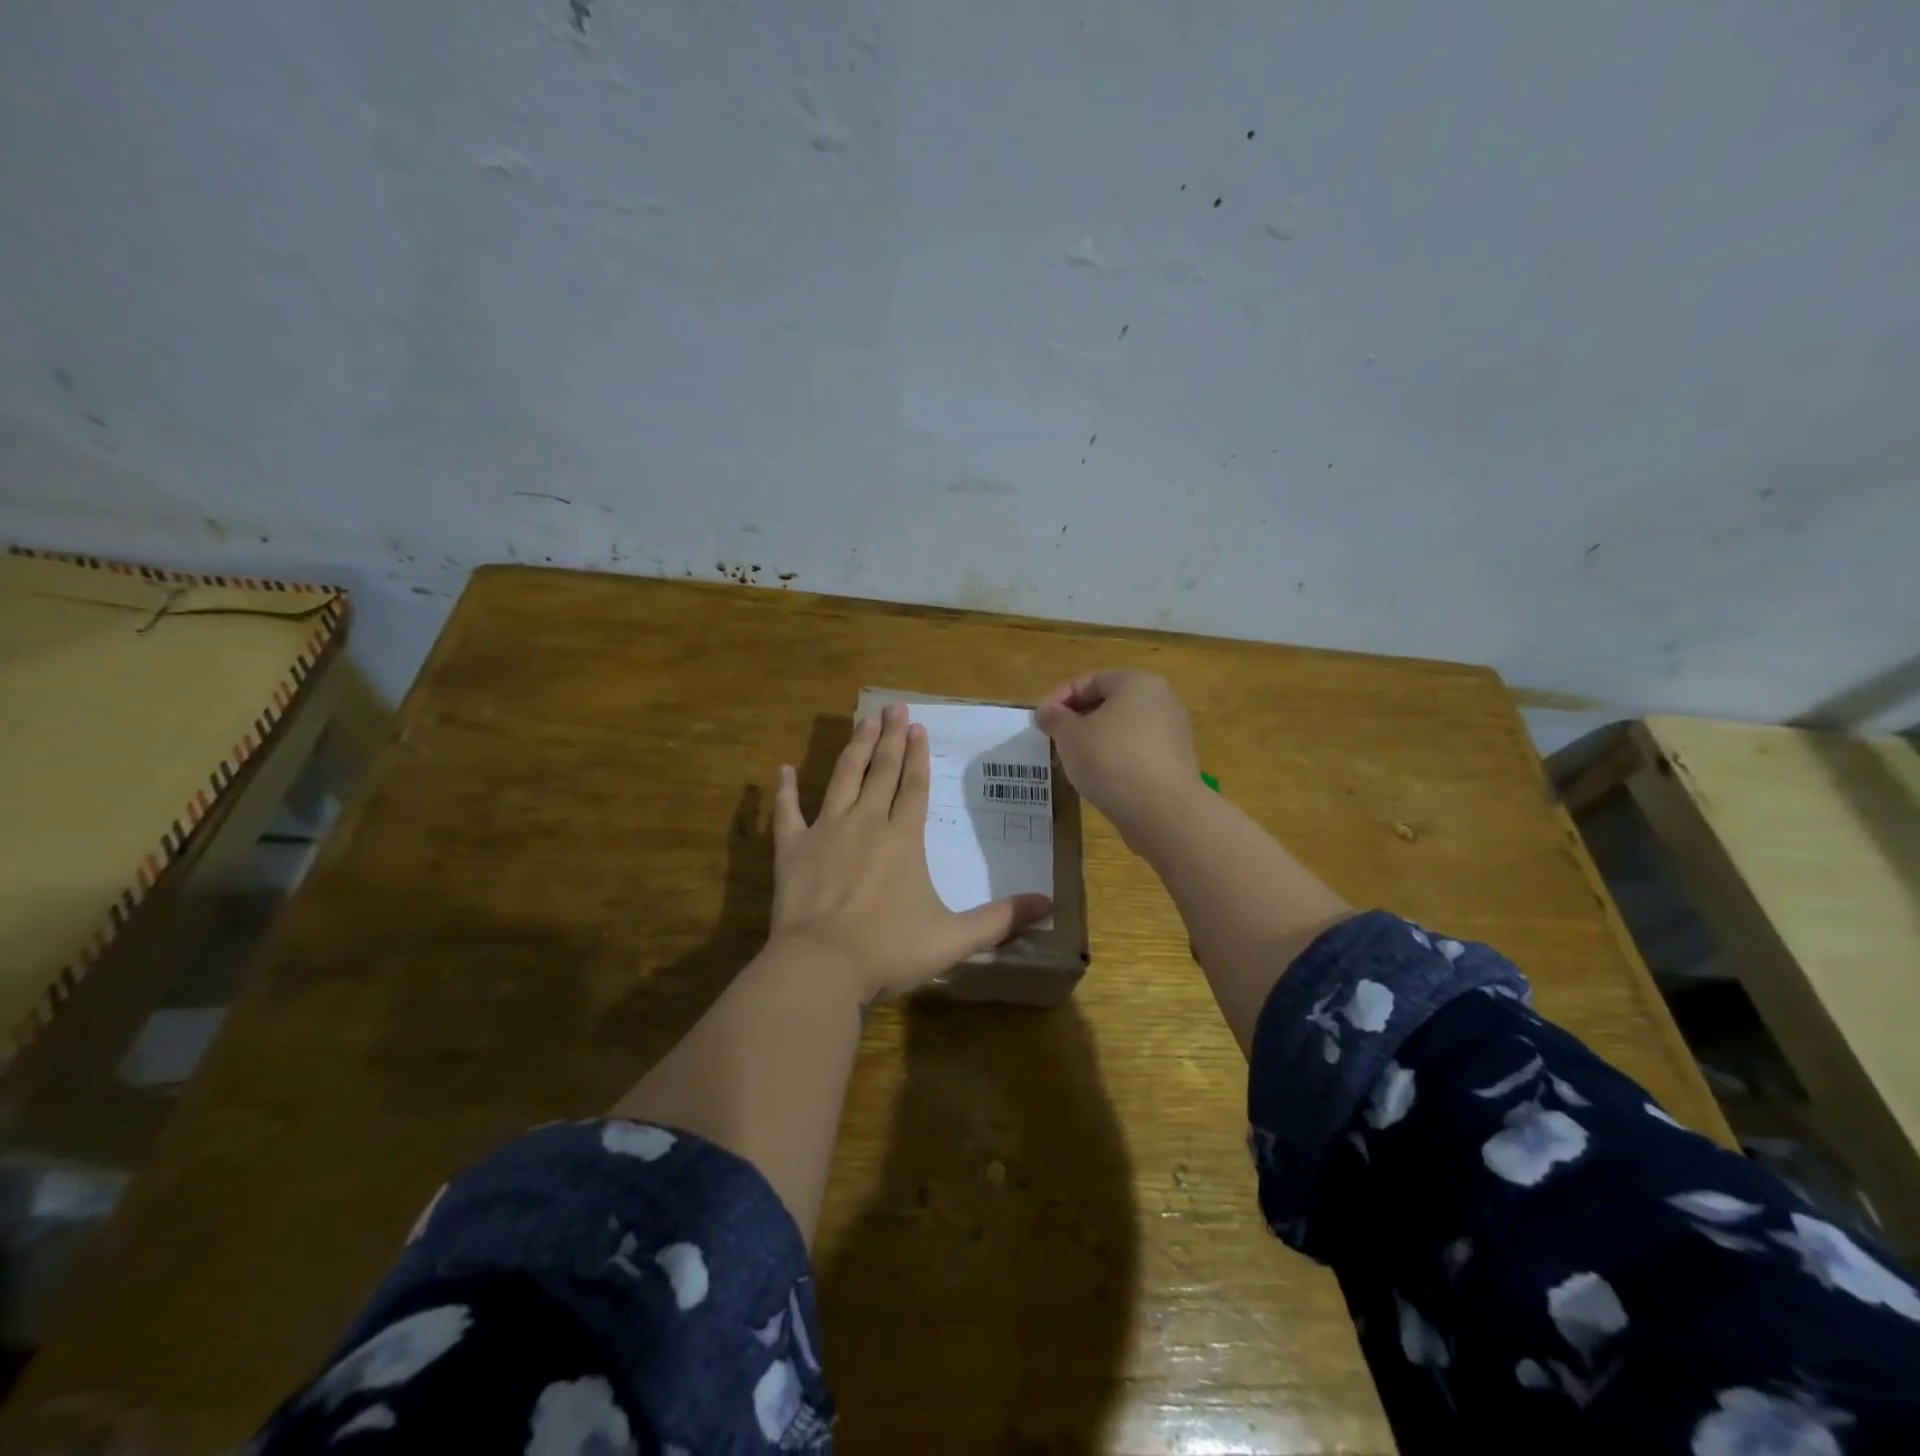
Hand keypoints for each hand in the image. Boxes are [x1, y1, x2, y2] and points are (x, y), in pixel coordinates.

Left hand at [770, 704, 1053, 1003]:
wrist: (821, 966)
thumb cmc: (889, 950)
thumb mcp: (954, 938)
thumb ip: (1001, 920)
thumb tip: (1049, 905)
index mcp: (903, 838)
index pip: (914, 786)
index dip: (918, 755)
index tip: (918, 726)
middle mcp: (866, 823)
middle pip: (881, 771)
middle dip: (889, 738)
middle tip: (893, 707)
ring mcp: (826, 832)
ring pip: (843, 778)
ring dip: (854, 748)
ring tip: (863, 721)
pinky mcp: (792, 849)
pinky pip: (787, 813)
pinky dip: (784, 791)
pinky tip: (784, 770)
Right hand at [1036, 670, 1203, 845]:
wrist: (1163, 811)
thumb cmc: (1111, 760)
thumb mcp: (1070, 736)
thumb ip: (1054, 719)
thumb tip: (1046, 711)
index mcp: (1137, 683)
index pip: (1091, 681)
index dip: (1060, 697)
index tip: (1040, 719)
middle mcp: (1161, 701)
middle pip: (1110, 703)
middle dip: (1078, 719)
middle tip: (1054, 738)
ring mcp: (1172, 733)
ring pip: (1123, 729)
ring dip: (1096, 740)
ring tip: (1073, 760)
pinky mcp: (1175, 763)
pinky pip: (1137, 752)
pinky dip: (1115, 759)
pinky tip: (1099, 778)